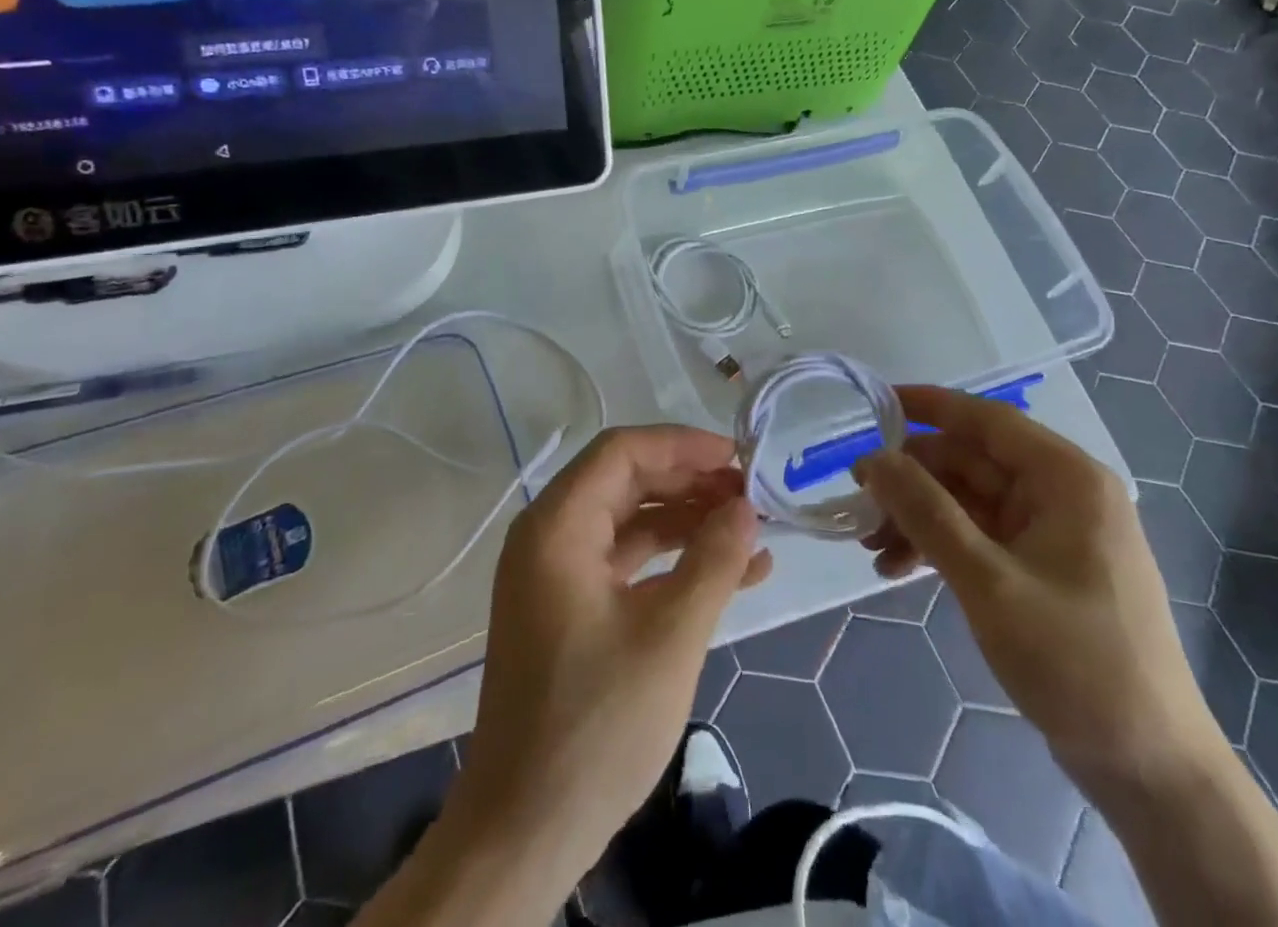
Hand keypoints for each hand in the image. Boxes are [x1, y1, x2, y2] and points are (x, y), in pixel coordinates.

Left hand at [449, 424, 772, 892]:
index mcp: (557, 526)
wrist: (525, 830)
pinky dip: (673, 562)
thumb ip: (713, 560)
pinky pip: (626, 564)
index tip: (737, 458)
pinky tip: (730, 575)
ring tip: (752, 532)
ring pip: (631, 522)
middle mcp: (550, 537)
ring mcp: (558, 575)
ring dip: (689, 523)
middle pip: (627, 482)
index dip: (682, 446)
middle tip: (751, 496)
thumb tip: (746, 508)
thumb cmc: (596, 723)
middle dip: (691, 484)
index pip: (622, 451)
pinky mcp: (570, 609)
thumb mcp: (670, 636)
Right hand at [856, 387, 1222, 790]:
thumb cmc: (1076, 662)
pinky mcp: (1042, 569)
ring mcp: (1053, 533)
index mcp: (1066, 479)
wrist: (1150, 770)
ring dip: (918, 517)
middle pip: (971, 463)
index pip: (987, 419)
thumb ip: (926, 512)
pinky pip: (979, 536)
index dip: (929, 406)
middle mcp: (1061, 494)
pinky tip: (898, 570)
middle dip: (912, 480)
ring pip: (968, 501)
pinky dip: (939, 546)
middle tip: (857, 500)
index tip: (874, 404)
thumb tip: (872, 458)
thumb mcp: (988, 582)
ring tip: (870, 547)